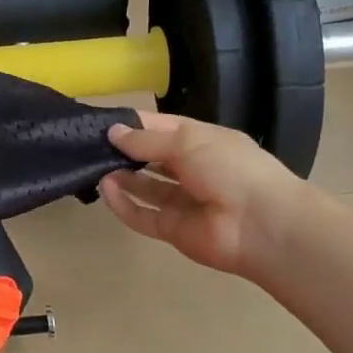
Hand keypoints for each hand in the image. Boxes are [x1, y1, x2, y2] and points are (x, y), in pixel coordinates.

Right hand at [99, 113, 303, 278]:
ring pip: (145, 188)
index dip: (134, 124)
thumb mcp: (187, 141)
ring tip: (94, 167)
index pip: (162, 128)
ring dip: (122, 178)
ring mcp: (183, 201)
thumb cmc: (229, 168)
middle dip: (125, 152)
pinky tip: (106, 191)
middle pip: (152, 159)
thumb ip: (147, 140)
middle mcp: (192, 169)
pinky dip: (124, 205)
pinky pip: (143, 216)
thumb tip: (113, 132)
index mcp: (202, 141)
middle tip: (90, 146)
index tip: (102, 122)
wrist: (261, 224)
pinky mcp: (173, 230)